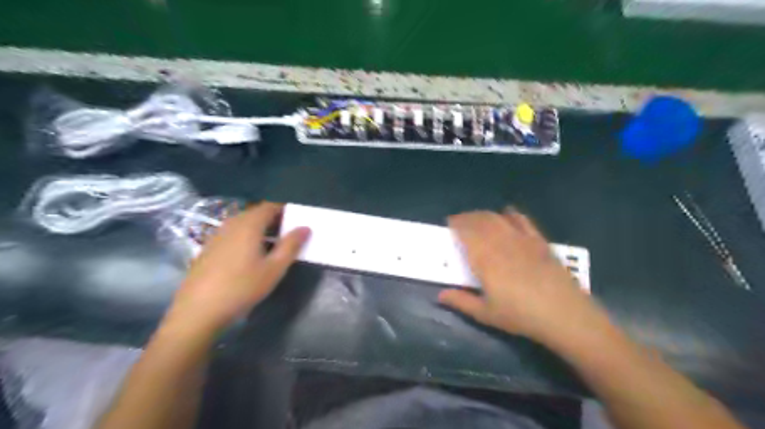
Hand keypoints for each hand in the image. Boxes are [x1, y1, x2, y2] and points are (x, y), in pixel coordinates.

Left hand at [167, 202, 310, 333]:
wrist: (198, 311)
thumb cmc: (242, 287)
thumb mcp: (274, 269)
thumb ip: (291, 245)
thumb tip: (305, 228)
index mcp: (249, 225)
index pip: (270, 206)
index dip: (285, 210)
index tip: (297, 221)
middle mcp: (231, 224)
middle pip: (256, 213)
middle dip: (274, 220)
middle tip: (288, 235)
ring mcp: (217, 235)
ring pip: (243, 224)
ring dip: (260, 229)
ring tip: (272, 246)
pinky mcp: (208, 248)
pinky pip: (232, 234)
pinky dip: (246, 237)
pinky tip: (249, 257)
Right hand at [436, 209, 609, 346]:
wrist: (565, 314)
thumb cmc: (521, 316)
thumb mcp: (486, 314)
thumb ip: (461, 302)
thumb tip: (440, 296)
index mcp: (485, 259)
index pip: (466, 233)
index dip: (456, 224)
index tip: (449, 223)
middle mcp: (501, 243)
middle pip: (480, 221)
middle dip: (467, 217)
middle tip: (459, 221)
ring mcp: (521, 239)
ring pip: (498, 218)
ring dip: (484, 214)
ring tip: (477, 218)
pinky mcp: (538, 241)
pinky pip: (522, 220)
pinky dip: (511, 214)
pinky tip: (507, 213)